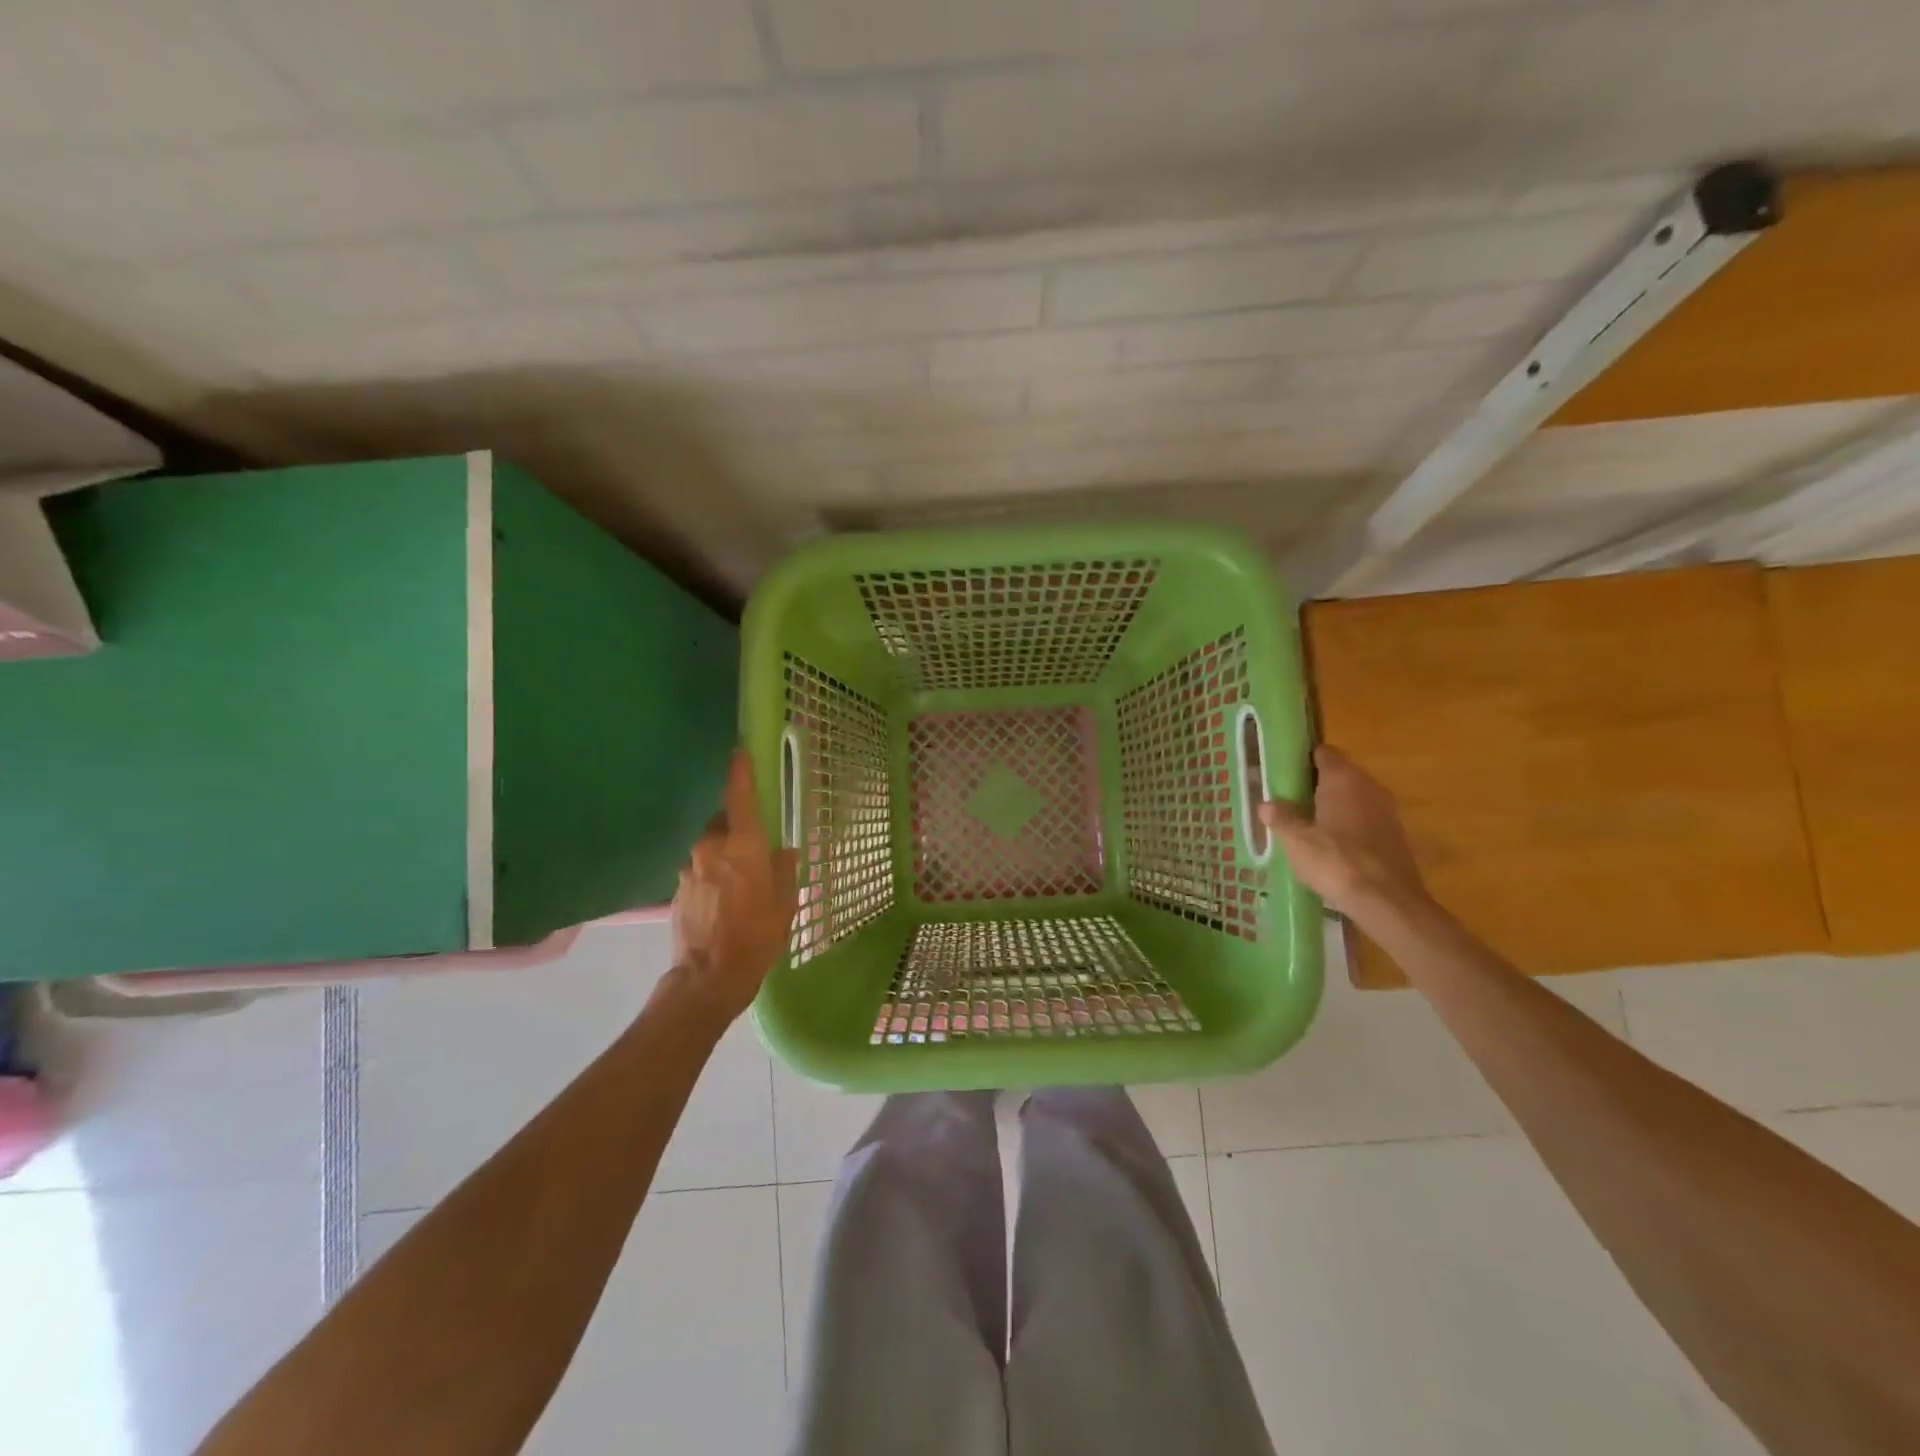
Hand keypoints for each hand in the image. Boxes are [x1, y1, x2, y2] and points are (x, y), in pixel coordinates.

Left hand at [670, 750, 799, 1021]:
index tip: (741, 751)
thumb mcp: (786, 903)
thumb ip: (785, 869)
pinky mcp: (678, 888)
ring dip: (725, 854)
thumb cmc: (756, 937)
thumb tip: (783, 851)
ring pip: (711, 846)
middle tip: (757, 849)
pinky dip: (713, 874)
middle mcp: (712, 847)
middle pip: (724, 821)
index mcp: (743, 845)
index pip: (739, 795)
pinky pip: (700, 868)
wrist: (708, 978)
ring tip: (741, 883)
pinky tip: (725, 901)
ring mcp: (690, 867)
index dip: (740, 770)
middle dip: (739, 827)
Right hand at [1259, 745, 1430, 918]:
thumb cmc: (1336, 861)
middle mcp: (1369, 786)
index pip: (1323, 753)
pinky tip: (1331, 846)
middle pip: (1339, 774)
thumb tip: (1267, 804)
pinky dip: (1348, 826)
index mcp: (1343, 779)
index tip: (1284, 772)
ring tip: (1306, 824)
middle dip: (1316, 785)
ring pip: (1353, 798)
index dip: (1303, 759)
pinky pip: (1365, 819)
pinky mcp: (1395, 835)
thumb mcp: (1296, 840)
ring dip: (1333, 806)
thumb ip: (1281, 818)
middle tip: (1289, 800)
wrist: (1387, 901)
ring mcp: (1386, 811)